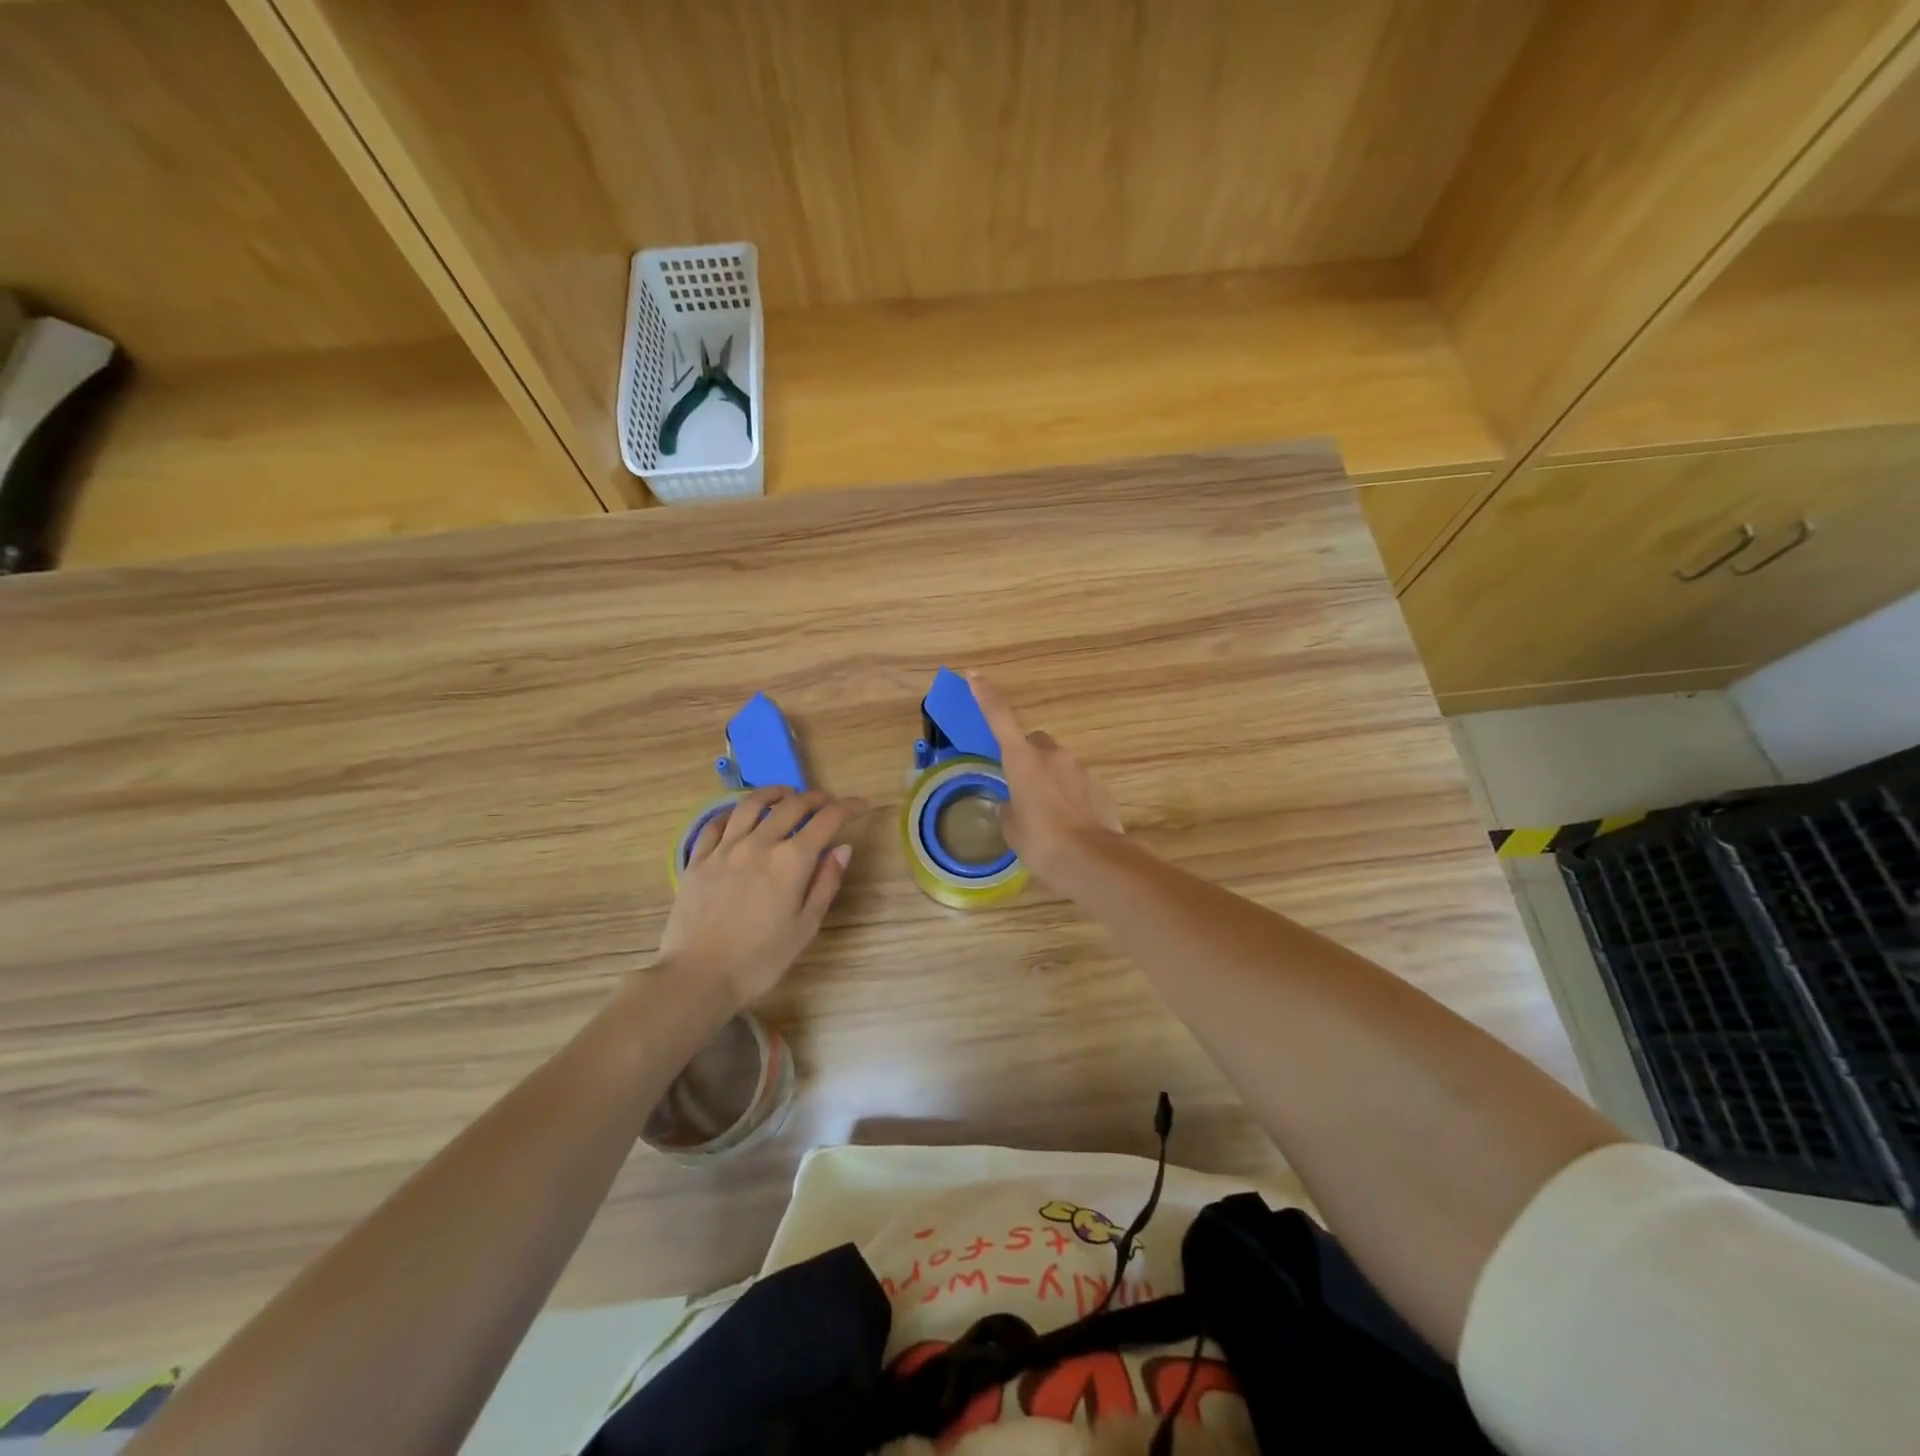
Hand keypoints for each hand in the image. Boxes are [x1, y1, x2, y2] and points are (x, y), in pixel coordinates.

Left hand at [659, 787, 866, 1007]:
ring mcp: (725, 848)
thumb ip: (825, 883)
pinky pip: (716, 824)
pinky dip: (733, 813)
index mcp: (792, 860)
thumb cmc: (760, 960)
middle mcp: (760, 843)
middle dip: (816, 798)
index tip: (860, 806)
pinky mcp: (698, 859)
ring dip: (774, 793)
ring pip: (751, 804)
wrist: (698, 976)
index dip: (848, 808)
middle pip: (792, 804)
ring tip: (786, 795)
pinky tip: (739, 817)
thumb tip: (842, 848)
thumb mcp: (805, 927)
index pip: (827, 819)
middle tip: (827, 803)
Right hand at [967, 674, 1121, 881]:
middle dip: (1027, 756)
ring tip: (1046, 814)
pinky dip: (1069, 795)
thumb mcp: (1013, 829)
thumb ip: (1009, 810)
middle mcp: (1051, 755)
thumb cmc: (1042, 842)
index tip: (975, 676)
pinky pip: (1077, 783)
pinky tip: (1068, 822)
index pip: (999, 718)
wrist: (1092, 860)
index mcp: (1022, 760)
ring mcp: (1079, 768)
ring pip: (1058, 764)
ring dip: (1049, 779)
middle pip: (1035, 742)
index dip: (986, 696)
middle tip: (1021, 784)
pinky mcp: (1098, 786)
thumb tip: (1012, 805)